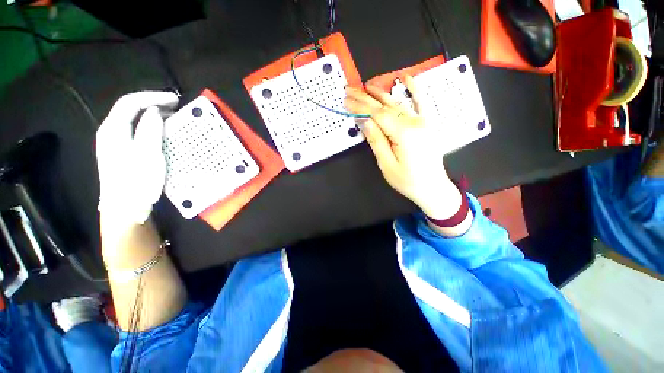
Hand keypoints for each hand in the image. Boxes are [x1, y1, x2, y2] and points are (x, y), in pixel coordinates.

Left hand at [96, 91, 178, 230]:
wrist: (125, 208)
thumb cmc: (137, 180)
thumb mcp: (147, 154)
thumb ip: (150, 129)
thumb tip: (154, 112)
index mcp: (113, 130)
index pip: (130, 103)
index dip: (153, 97)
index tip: (175, 99)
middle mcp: (110, 132)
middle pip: (129, 109)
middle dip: (152, 104)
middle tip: (175, 107)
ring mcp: (115, 143)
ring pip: (133, 120)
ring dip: (152, 115)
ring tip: (171, 117)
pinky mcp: (122, 152)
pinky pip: (136, 131)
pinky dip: (150, 126)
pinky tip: (161, 131)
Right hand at [344, 77, 461, 219]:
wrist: (433, 187)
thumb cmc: (407, 180)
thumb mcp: (387, 164)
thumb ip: (376, 140)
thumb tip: (364, 121)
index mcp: (403, 133)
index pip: (377, 115)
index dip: (360, 106)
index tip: (346, 100)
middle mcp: (414, 122)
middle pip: (385, 106)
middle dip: (366, 98)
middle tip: (350, 90)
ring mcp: (423, 121)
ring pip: (398, 103)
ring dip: (381, 94)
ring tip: (367, 86)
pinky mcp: (427, 124)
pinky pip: (421, 103)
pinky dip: (414, 89)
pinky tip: (407, 78)